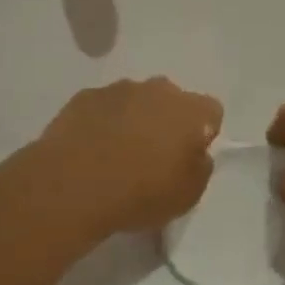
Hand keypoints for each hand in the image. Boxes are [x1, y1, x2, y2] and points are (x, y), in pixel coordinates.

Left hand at [38, 78, 222, 238]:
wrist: (73, 186)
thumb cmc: (140, 193)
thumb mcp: (188, 195)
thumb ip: (200, 166)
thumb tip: (195, 152)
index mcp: (190, 111)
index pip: (211, 111)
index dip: (203, 132)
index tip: (188, 156)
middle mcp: (157, 90)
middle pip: (172, 99)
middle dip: (167, 120)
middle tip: (154, 154)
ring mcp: (118, 89)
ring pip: (136, 99)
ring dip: (134, 118)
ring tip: (117, 153)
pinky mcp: (84, 96)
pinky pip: (103, 106)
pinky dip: (103, 121)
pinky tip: (92, 148)